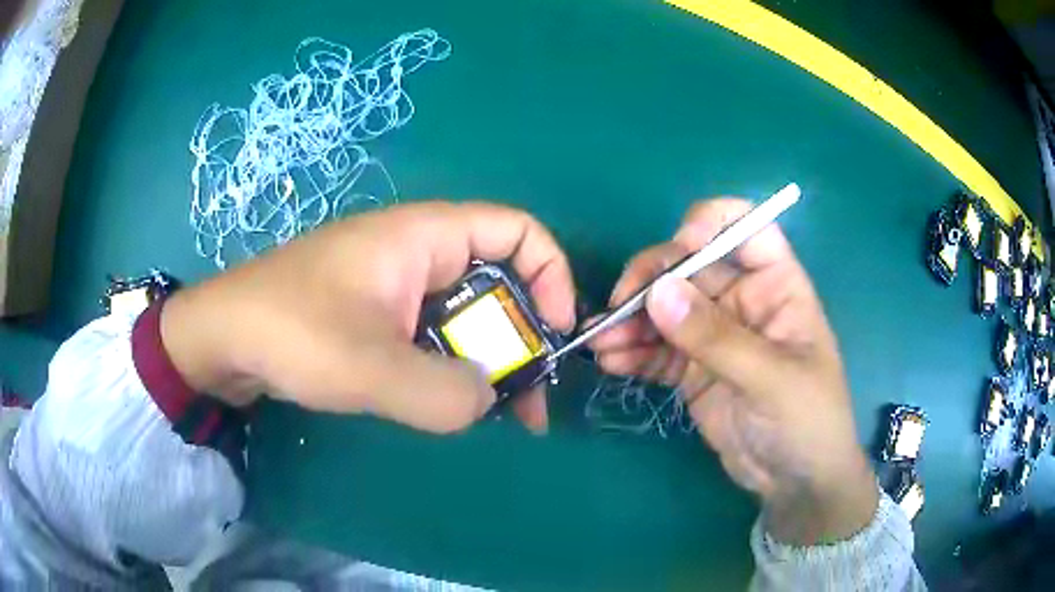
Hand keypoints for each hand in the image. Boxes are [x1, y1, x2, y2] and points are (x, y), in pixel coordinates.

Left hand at [160, 201, 575, 433]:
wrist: (220, 340)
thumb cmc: (289, 333)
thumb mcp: (369, 367)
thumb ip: (444, 392)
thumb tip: (489, 401)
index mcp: (423, 237)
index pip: (517, 230)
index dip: (551, 274)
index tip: (555, 336)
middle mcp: (416, 254)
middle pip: (497, 281)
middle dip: (523, 338)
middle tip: (528, 403)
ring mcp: (394, 288)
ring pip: (465, 316)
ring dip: (486, 363)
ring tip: (495, 415)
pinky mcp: (374, 318)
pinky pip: (432, 337)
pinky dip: (450, 369)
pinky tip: (448, 406)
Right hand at [590, 199, 876, 544]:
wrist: (794, 481)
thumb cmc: (807, 421)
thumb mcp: (771, 379)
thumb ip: (716, 338)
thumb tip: (657, 293)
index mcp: (776, 286)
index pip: (746, 229)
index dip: (711, 224)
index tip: (678, 249)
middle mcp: (742, 300)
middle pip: (689, 266)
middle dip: (650, 281)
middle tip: (618, 309)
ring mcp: (714, 335)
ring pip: (664, 307)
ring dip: (629, 320)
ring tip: (602, 343)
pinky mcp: (692, 369)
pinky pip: (656, 348)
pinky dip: (631, 352)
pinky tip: (611, 362)